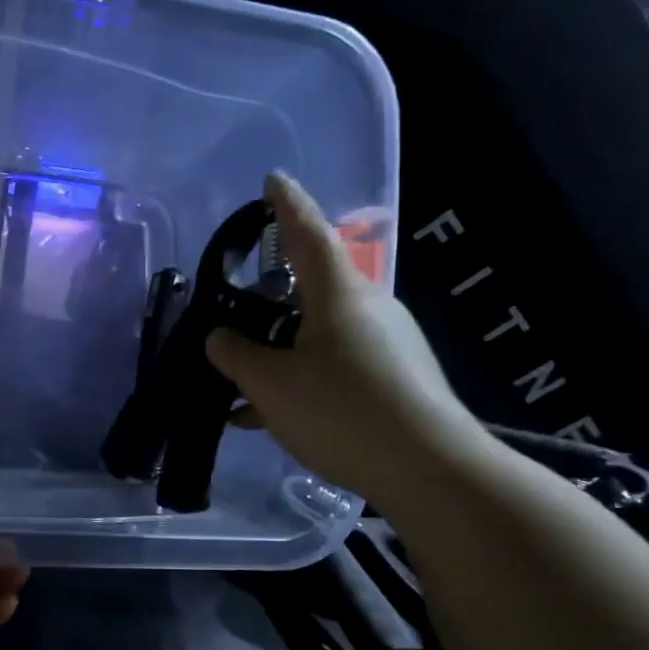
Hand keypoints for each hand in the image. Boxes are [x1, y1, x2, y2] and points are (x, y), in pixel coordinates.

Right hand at [206, 171, 489, 512]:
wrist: (428, 469)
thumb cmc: (342, 412)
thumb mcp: (272, 385)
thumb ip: (236, 356)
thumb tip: (220, 338)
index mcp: (338, 293)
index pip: (307, 232)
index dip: (285, 205)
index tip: (272, 180)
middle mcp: (368, 307)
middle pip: (311, 288)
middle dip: (271, 298)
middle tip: (235, 315)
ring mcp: (387, 343)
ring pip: (319, 334)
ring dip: (280, 352)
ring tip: (241, 388)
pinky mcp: (395, 377)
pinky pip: (335, 364)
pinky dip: (302, 379)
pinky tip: (272, 416)